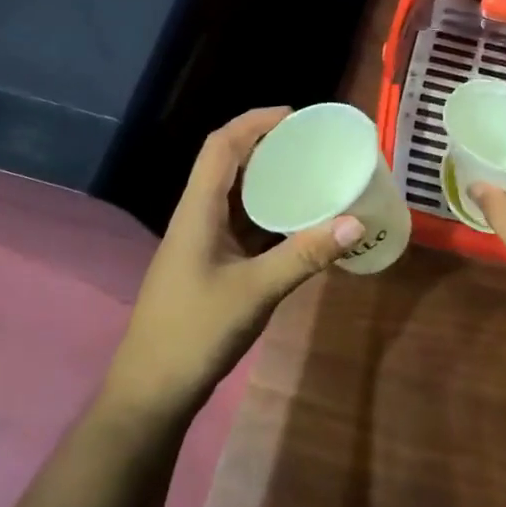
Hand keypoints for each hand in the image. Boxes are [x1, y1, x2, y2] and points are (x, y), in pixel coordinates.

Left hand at [101, 107, 364, 420]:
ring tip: (308, 173)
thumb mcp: (256, 292)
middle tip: (310, 143)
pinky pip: (240, 224)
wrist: (151, 391)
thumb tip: (354, 222)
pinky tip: (295, 222)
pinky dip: (266, 213)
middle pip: (227, 163)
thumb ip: (305, 255)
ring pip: (233, 195)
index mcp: (197, 210)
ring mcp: (201, 242)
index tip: (295, 115)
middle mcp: (196, 217)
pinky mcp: (209, 265)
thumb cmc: (195, 332)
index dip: (254, 122)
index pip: (221, 146)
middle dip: (265, 145)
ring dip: (266, 179)